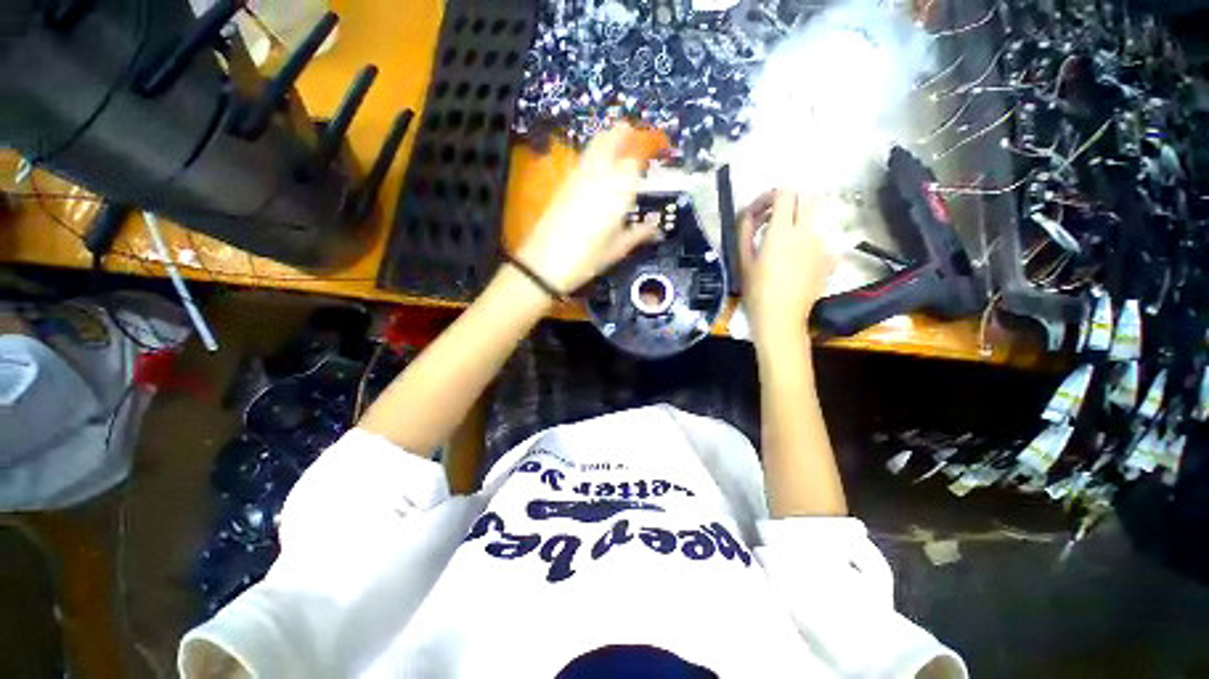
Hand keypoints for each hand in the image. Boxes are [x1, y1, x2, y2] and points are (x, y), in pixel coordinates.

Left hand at [515, 124, 667, 293]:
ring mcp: (579, 174)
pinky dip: (599, 154)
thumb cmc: (587, 259)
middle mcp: (599, 173)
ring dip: (614, 140)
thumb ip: (640, 232)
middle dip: (631, 134)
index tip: (661, 149)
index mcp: (618, 189)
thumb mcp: (618, 249)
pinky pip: (587, 156)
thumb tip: (656, 224)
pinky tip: (603, 172)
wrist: (545, 263)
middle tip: (642, 146)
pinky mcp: (565, 181)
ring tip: (625, 155)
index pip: (637, 155)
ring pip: (598, 141)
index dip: (650, 146)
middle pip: (615, 135)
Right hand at [740, 190, 835, 343]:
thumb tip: (749, 214)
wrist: (781, 319)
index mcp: (782, 231)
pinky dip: (807, 242)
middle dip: (789, 202)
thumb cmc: (756, 291)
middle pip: (806, 197)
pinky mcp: (829, 259)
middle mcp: (806, 232)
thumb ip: (745, 231)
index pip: (784, 194)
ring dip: (798, 222)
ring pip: (814, 219)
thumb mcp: (743, 261)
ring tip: (782, 243)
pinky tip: (796, 261)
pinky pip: (820, 240)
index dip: (769, 196)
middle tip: (772, 218)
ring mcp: (821, 245)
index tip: (758, 210)